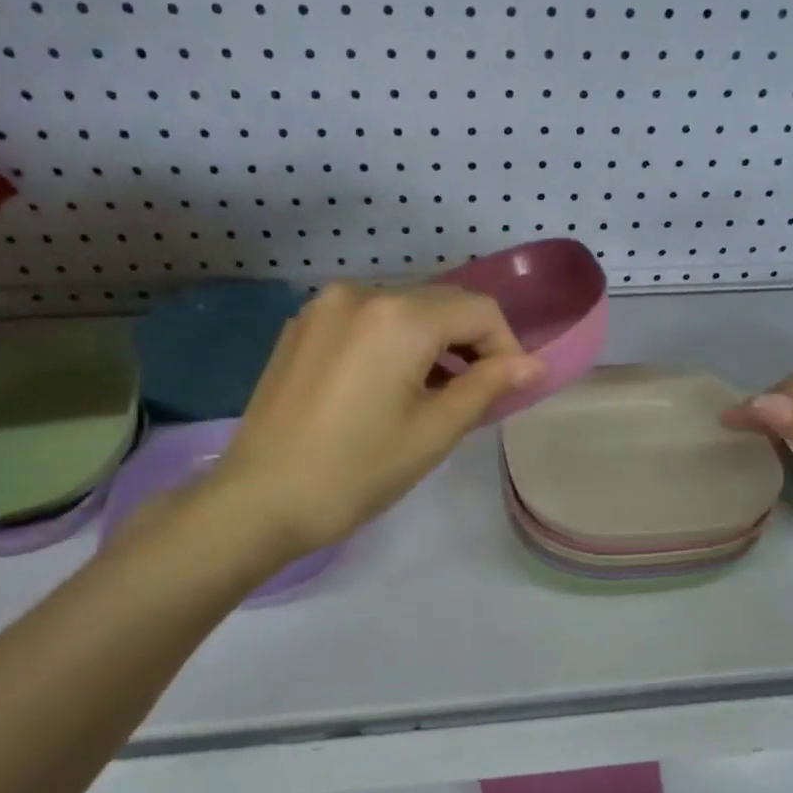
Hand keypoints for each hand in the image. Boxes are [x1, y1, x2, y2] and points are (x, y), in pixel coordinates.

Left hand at [197, 283, 542, 558]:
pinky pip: (366, 322)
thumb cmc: (356, 471)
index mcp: (398, 316)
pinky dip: (393, 344)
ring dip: (432, 344)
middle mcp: (360, 293)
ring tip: (434, 396)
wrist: (259, 500)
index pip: (478, 310)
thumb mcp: (434, 431)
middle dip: (470, 344)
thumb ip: (488, 386)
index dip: (506, 346)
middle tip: (476, 396)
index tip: (510, 389)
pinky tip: (387, 388)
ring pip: (403, 311)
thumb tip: (534, 365)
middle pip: (440, 304)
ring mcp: (323, 307)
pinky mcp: (301, 327)